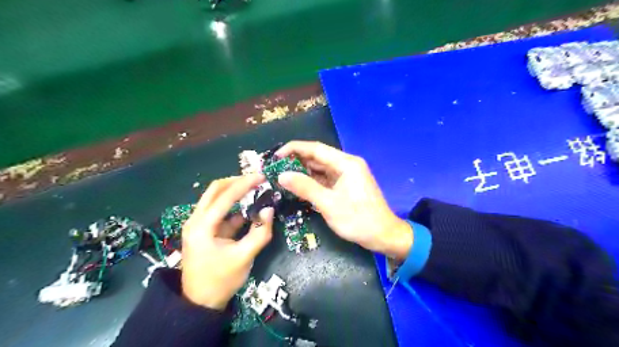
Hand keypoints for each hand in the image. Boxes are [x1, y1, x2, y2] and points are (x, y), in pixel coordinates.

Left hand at [180, 175, 273, 310]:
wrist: (199, 303)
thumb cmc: (221, 280)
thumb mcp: (244, 257)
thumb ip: (259, 233)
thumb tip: (269, 210)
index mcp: (202, 226)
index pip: (225, 196)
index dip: (245, 184)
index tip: (262, 176)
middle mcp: (196, 220)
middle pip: (215, 190)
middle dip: (236, 182)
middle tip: (256, 180)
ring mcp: (198, 225)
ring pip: (215, 199)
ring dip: (234, 192)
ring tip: (254, 190)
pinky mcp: (204, 230)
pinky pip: (219, 212)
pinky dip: (233, 207)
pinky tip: (248, 209)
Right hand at [275, 141, 409, 259]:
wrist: (383, 236)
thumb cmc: (358, 220)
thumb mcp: (329, 204)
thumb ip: (305, 187)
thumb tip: (282, 175)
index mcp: (346, 163)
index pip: (316, 149)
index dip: (294, 149)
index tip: (276, 156)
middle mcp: (347, 164)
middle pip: (318, 157)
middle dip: (296, 161)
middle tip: (275, 168)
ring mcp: (347, 175)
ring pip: (321, 168)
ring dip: (303, 172)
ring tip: (282, 176)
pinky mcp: (346, 185)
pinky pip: (325, 179)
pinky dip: (312, 181)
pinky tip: (298, 185)